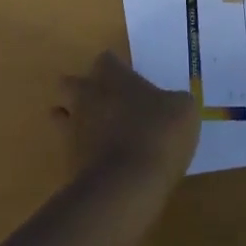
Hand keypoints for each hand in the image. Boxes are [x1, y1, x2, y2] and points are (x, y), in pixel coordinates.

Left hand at [53, 51, 199, 186]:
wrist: (127, 185)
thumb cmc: (158, 134)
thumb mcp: (184, 110)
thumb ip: (174, 100)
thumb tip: (173, 103)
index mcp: (113, 76)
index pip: (106, 59)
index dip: (116, 68)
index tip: (129, 79)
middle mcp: (87, 95)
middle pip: (72, 82)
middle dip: (83, 89)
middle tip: (106, 102)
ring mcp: (74, 128)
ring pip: (62, 114)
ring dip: (74, 119)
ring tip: (97, 132)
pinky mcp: (68, 161)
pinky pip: (69, 148)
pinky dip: (80, 152)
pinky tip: (100, 162)